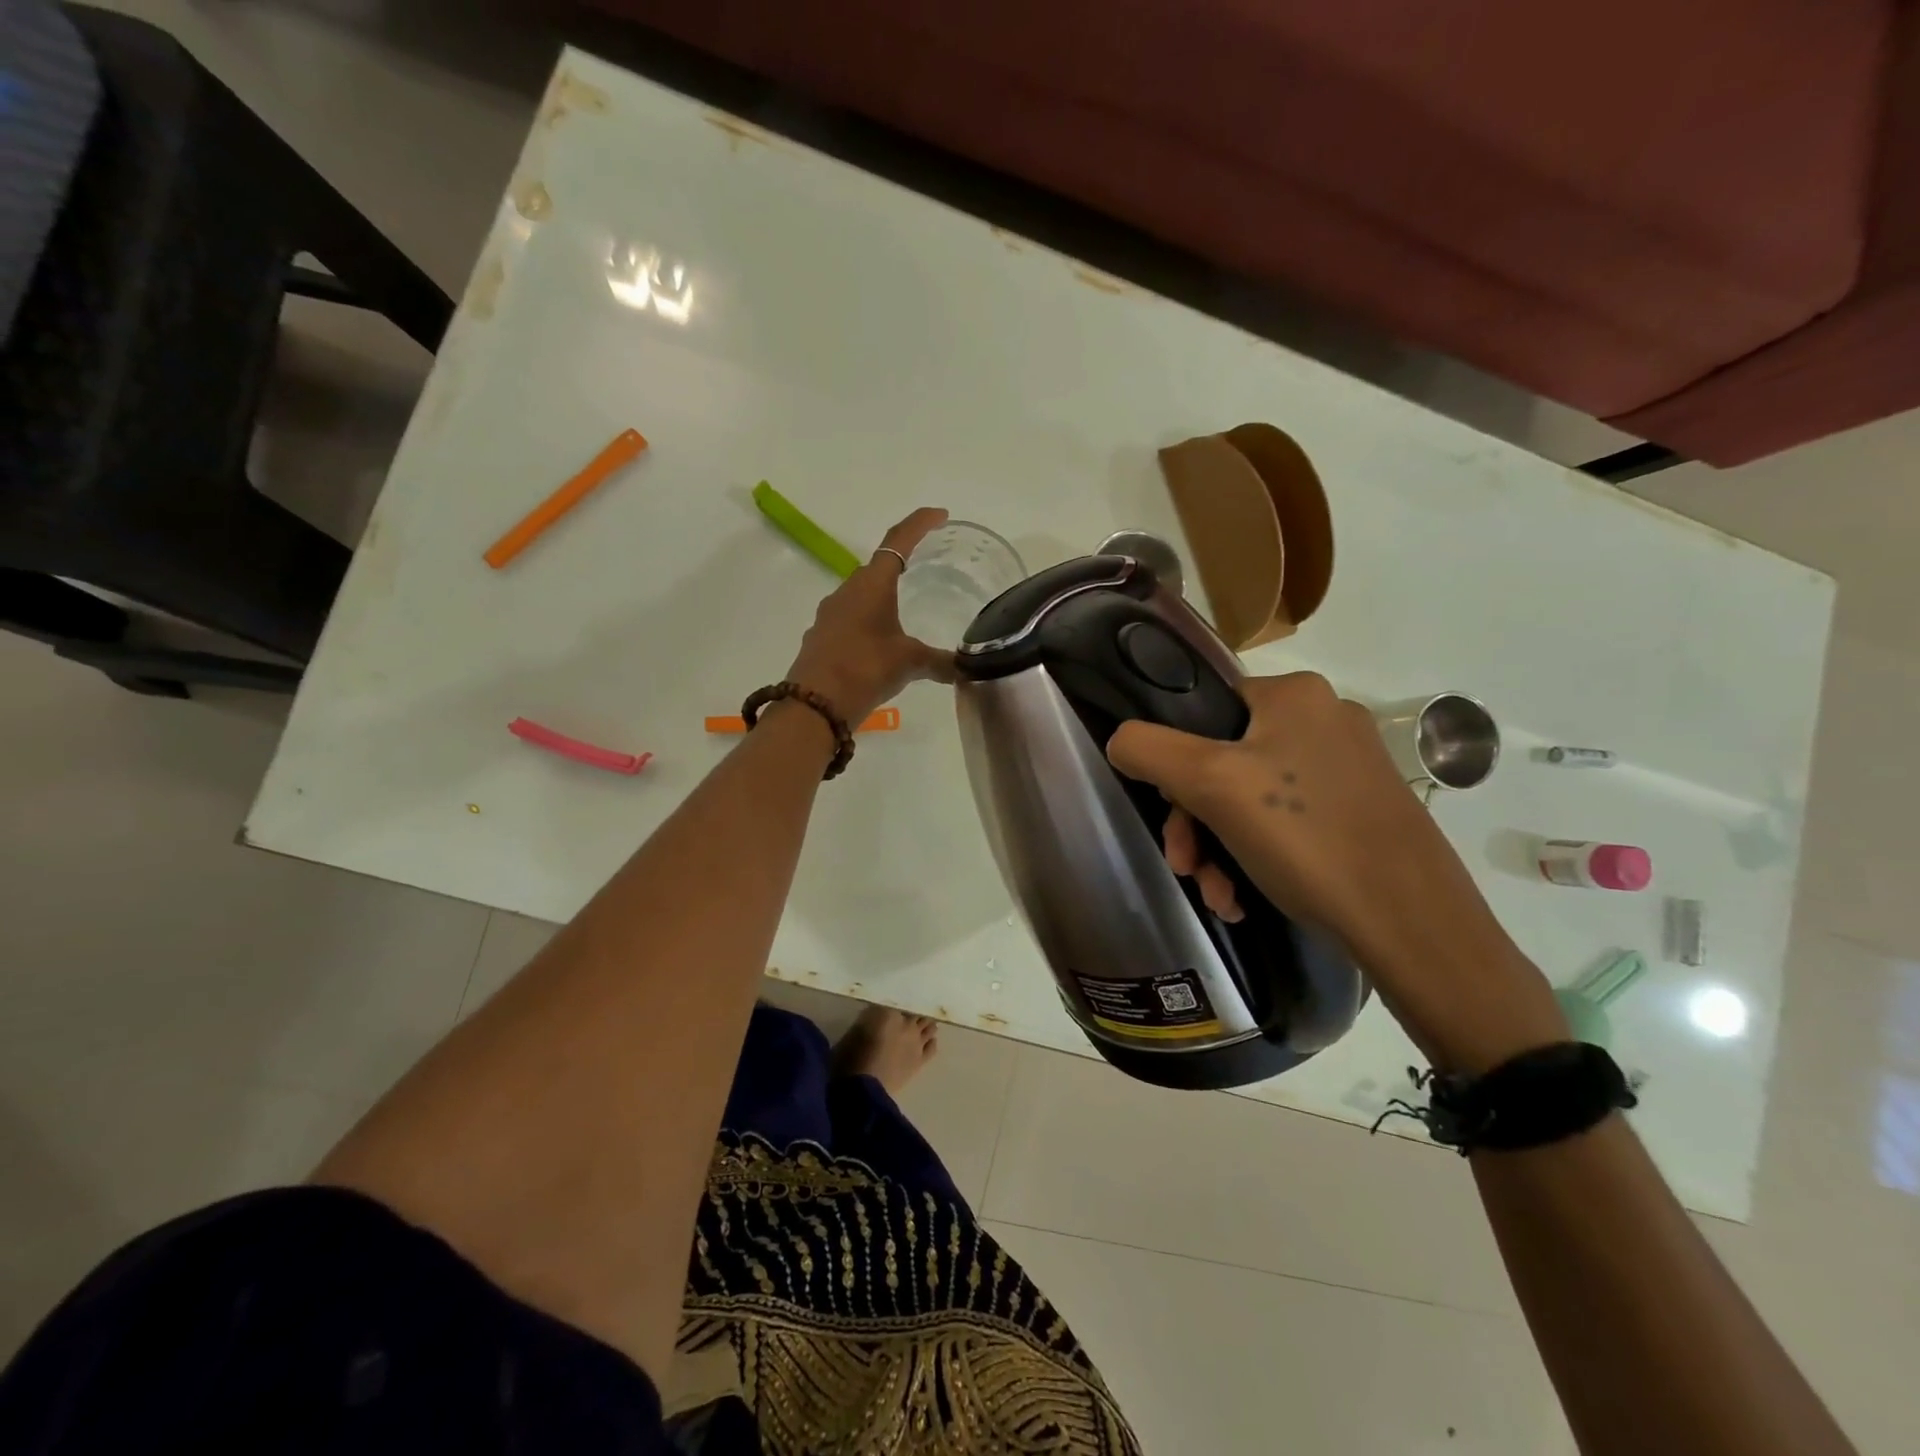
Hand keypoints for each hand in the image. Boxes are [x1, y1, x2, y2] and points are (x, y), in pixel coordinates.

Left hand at [783, 507, 955, 721]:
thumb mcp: (910, 663)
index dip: (920, 524)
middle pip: (878, 566)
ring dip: (882, 595)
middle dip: (902, 563)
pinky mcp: (821, 637)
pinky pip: (850, 618)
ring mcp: (830, 614)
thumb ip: (941, 662)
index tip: (940, 515)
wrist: (815, 705)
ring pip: (861, 594)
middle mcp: (847, 590)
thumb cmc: (866, 669)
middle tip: (926, 567)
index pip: (898, 540)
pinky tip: (880, 643)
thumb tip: (967, 668)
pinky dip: (868, 621)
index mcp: (872, 584)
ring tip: (905, 609)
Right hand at [1107, 672, 1565, 1070]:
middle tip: (1188, 868)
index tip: (1170, 815)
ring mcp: (1348, 767)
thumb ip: (1148, 749)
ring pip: (1250, 798)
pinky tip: (1248, 898)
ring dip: (1220, 849)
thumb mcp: (1210, 784)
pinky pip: (1286, 822)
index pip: (1202, 710)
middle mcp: (1325, 719)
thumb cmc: (1306, 838)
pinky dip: (1256, 857)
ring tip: (1221, 897)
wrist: (1413, 925)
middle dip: (1195, 822)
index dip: (1174, 763)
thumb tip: (1121, 740)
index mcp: (1294, 694)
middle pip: (1222, 761)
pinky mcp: (1362, 811)